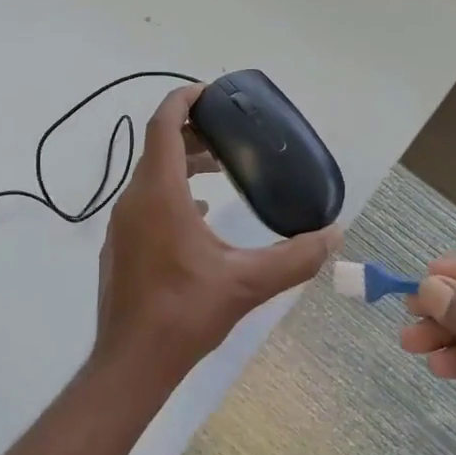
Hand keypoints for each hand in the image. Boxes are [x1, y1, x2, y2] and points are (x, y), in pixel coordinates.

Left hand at [94, 85, 338, 388]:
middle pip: (157, 147)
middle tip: (229, 135)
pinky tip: (201, 217)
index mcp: (159, 194)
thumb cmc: (185, 313)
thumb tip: (335, 235)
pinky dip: (172, 194)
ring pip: (150, 176)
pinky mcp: (120, 246)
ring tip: (221, 170)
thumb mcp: (248, 283)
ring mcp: (122, 224)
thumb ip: (296, 257)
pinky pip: (146, 202)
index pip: (164, 124)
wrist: (131, 361)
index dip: (184, 100)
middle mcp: (134, 200)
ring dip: (182, 164)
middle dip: (192, 133)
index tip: (211, 93)